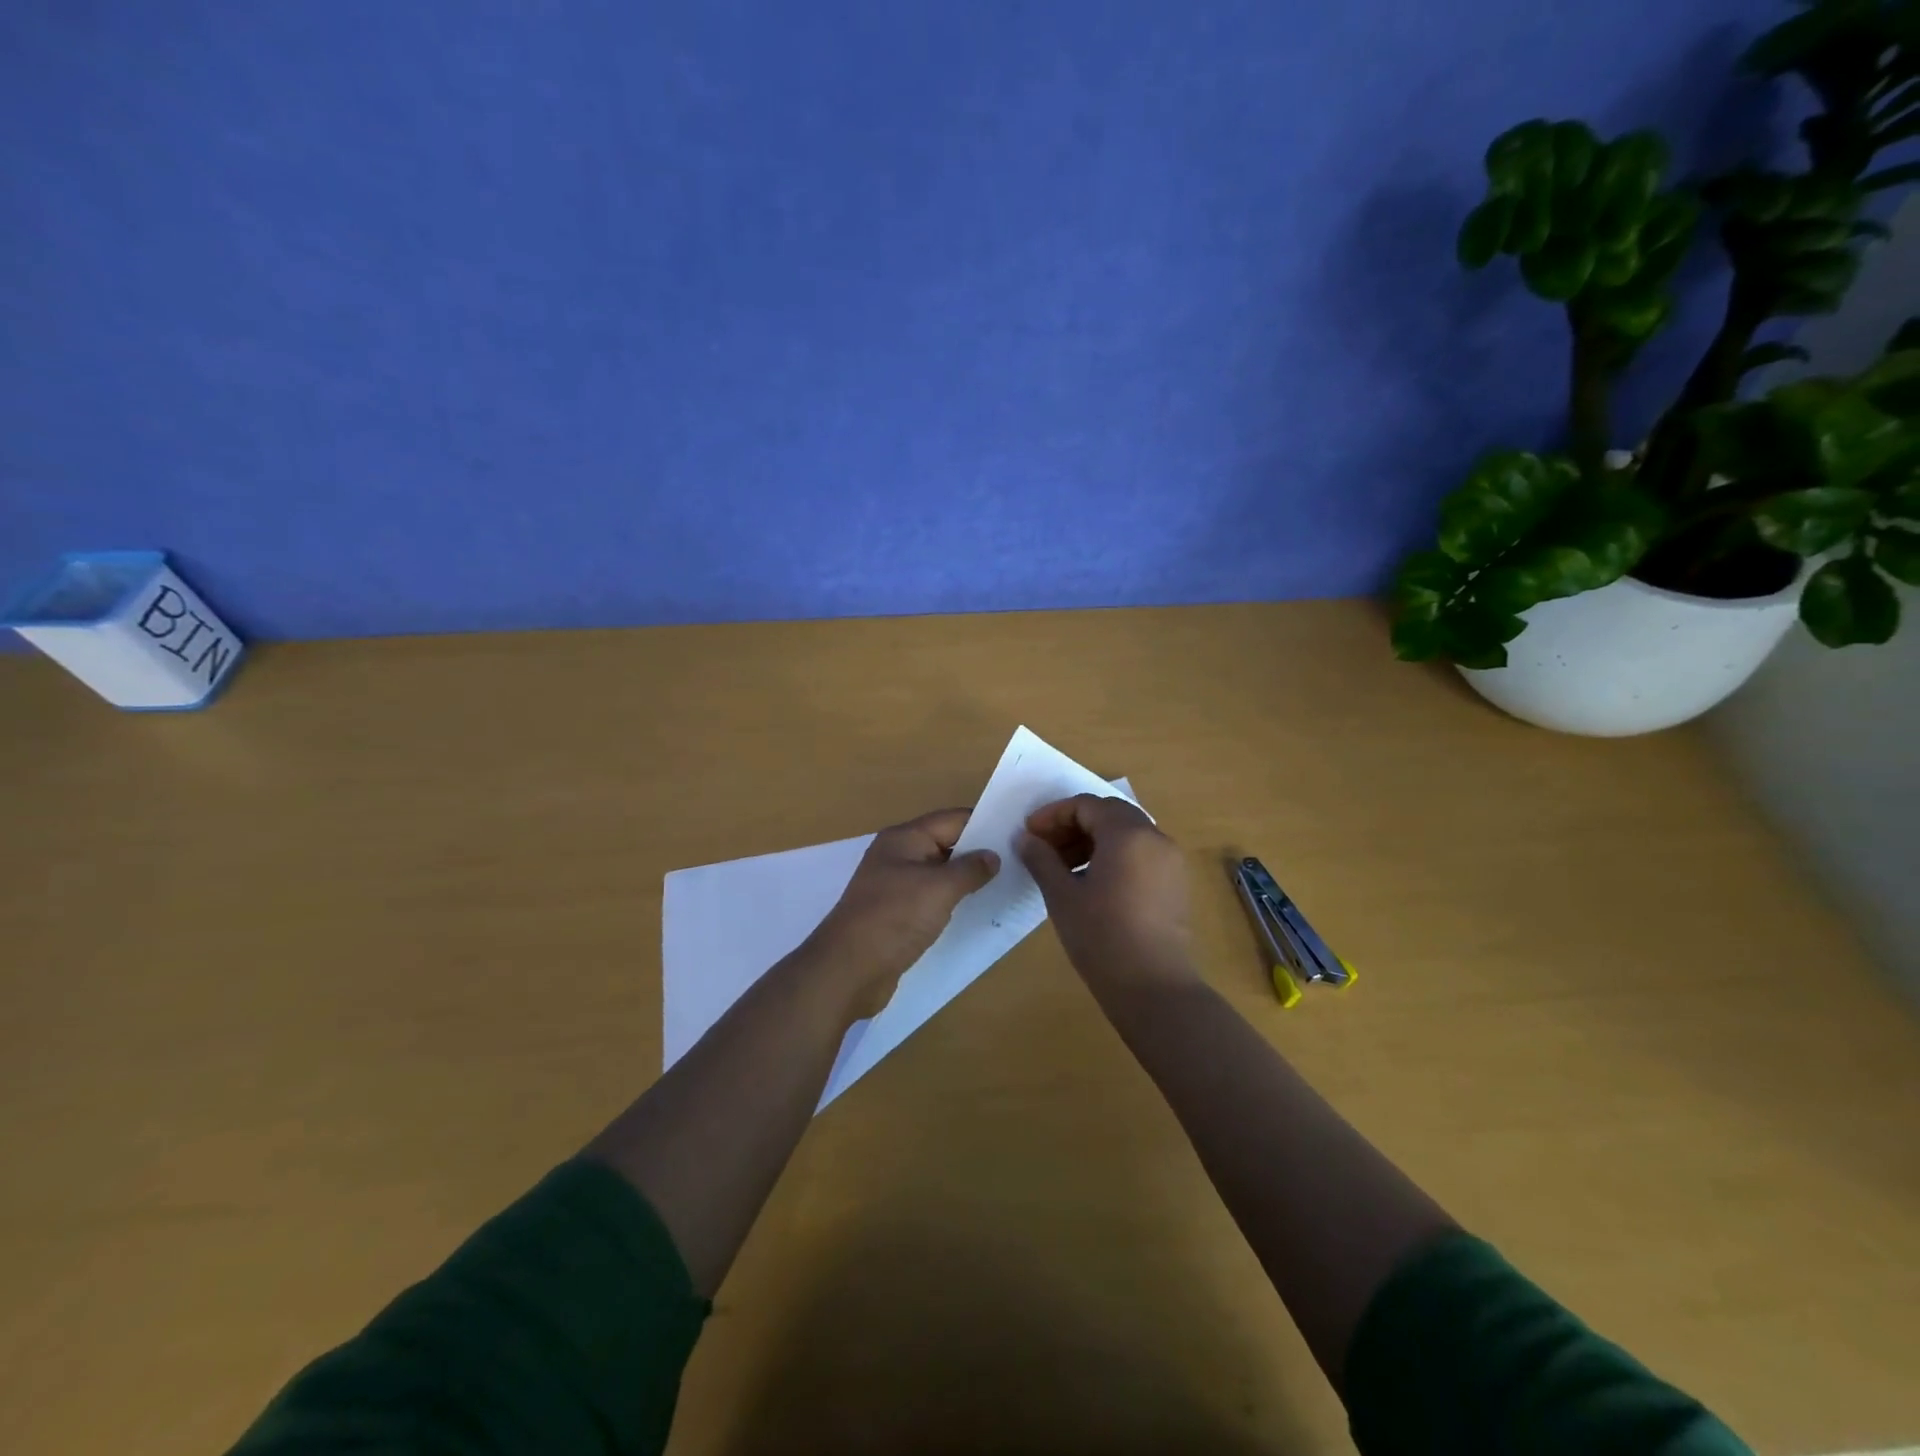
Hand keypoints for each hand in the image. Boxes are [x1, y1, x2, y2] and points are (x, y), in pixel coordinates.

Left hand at [802, 808, 1000, 1020]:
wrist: (848, 969)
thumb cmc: (894, 918)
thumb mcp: (939, 888)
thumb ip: (970, 869)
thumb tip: (993, 856)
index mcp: (905, 839)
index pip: (952, 819)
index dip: (984, 823)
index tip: (1018, 833)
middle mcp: (899, 856)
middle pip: (947, 845)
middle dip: (979, 852)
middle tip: (1020, 862)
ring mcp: (896, 886)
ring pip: (940, 874)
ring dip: (968, 880)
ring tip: (1007, 886)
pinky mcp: (897, 915)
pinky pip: (932, 900)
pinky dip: (953, 903)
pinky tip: (978, 912)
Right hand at [1018, 794, 1198, 995]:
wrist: (1154, 988)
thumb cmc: (1102, 937)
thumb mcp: (1062, 896)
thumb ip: (1041, 859)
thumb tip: (1025, 838)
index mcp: (1128, 834)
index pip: (1086, 805)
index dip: (1053, 814)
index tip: (1029, 834)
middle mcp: (1155, 838)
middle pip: (1109, 814)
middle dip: (1072, 825)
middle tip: (1043, 847)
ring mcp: (1170, 861)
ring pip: (1126, 834)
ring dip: (1092, 841)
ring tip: (1062, 867)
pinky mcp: (1175, 883)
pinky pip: (1140, 854)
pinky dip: (1113, 856)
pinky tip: (1090, 883)